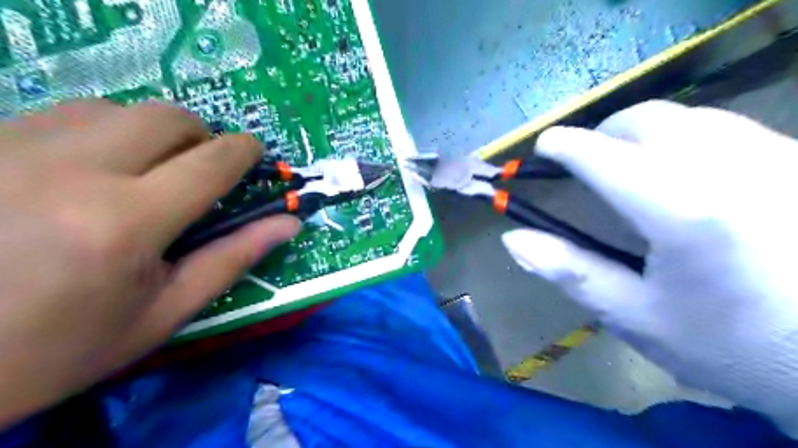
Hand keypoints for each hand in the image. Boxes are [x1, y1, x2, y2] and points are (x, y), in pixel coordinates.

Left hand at [0, 100, 298, 426]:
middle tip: (202, 167)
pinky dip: (100, 133)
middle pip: (164, 118)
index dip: (244, 151)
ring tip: (147, 171)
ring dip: (150, 134)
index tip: (255, 153)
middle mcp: (69, 171)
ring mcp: (10, 150)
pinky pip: (63, 115)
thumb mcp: (165, 312)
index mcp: (124, 223)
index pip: (210, 163)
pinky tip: (91, 170)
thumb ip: (233, 259)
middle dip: (201, 135)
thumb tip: (289, 224)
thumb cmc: (64, 346)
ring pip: (113, 109)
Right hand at [500, 99, 797, 436]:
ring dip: (641, 134)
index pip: (605, 157)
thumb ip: (570, 271)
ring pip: (686, 116)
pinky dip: (682, 138)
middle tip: (585, 164)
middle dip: (602, 134)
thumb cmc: (731, 345)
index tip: (543, 147)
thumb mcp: (636, 317)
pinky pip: (723, 127)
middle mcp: (732, 168)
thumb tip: (512, 240)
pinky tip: (682, 174)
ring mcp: (776, 156)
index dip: (566, 146)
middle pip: (646, 120)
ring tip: (627, 168)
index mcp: (684, 211)